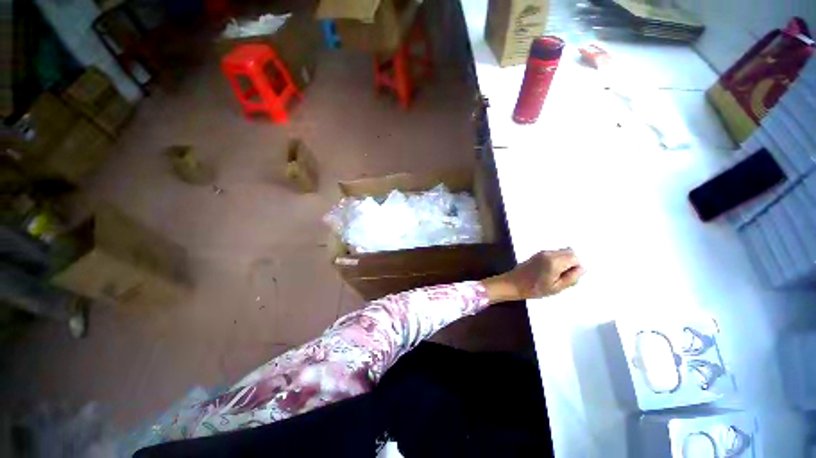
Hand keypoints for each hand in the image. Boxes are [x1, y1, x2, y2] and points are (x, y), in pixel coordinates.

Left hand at [482, 249, 584, 302]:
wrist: (513, 284)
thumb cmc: (534, 289)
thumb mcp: (556, 288)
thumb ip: (572, 278)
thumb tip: (582, 268)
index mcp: (554, 261)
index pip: (575, 257)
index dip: (576, 268)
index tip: (568, 278)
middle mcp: (548, 253)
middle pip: (569, 252)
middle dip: (571, 263)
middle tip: (563, 277)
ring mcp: (542, 252)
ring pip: (561, 253)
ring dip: (564, 262)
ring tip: (555, 276)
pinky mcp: (537, 254)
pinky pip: (553, 254)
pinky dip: (556, 261)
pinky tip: (549, 272)